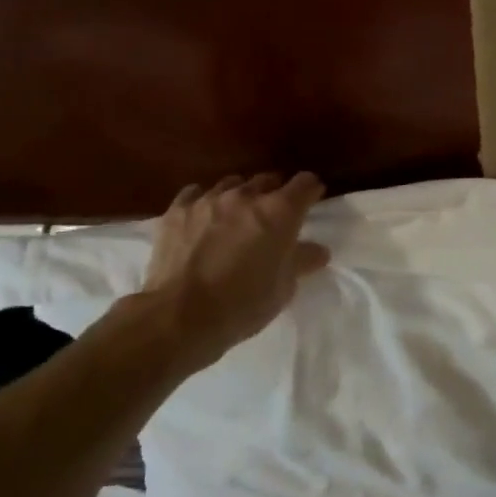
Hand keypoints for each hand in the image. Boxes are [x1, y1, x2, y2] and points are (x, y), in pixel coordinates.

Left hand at [127, 172, 331, 370]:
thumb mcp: (283, 287)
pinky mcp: (177, 210)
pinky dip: (204, 202)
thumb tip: (318, 250)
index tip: (312, 202)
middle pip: (268, 180)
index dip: (311, 191)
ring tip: (236, 217)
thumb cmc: (243, 304)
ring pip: (232, 184)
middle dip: (275, 194)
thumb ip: (302, 261)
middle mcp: (246, 196)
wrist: (180, 316)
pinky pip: (195, 194)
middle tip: (273, 217)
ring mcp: (208, 200)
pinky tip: (202, 219)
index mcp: (279, 212)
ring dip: (240, 197)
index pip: (305, 184)